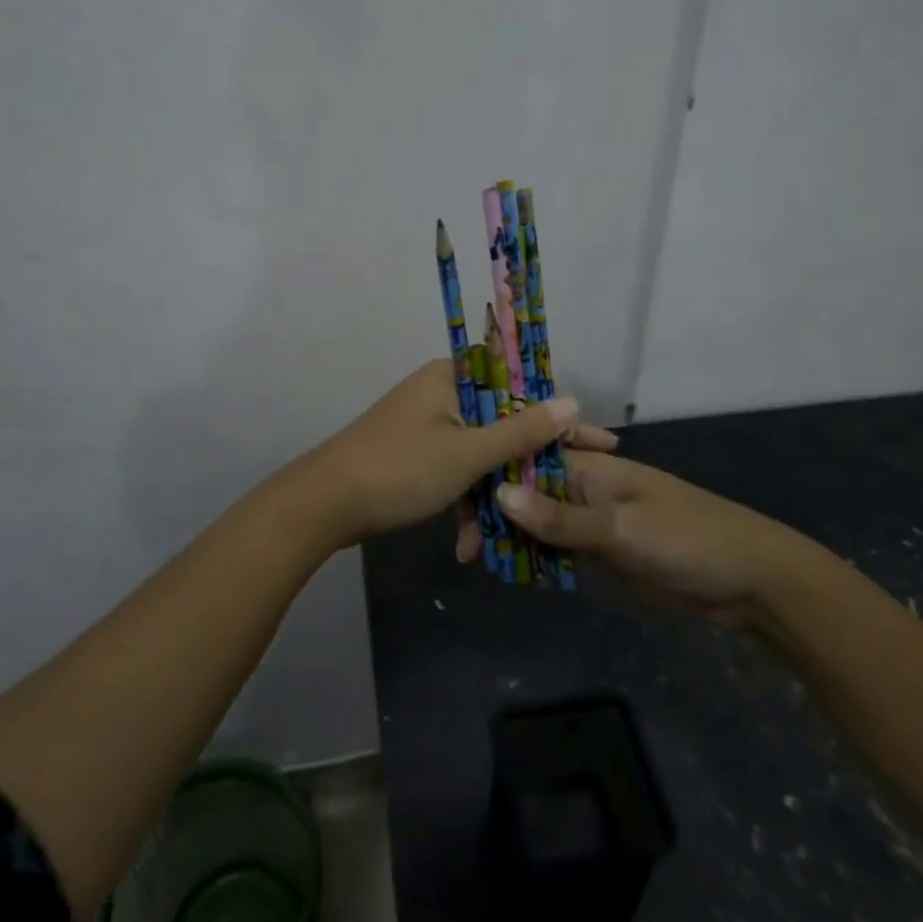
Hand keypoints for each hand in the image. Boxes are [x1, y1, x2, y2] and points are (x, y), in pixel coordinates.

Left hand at [304, 360, 617, 541]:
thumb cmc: (400, 470)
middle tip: (566, 494)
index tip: (600, 445)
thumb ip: (521, 430)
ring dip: (494, 495)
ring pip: (478, 454)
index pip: (521, 389)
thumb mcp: (468, 454)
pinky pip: (454, 471)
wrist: (322, 506)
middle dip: (527, 467)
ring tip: (513, 538)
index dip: (561, 419)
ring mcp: (425, 426)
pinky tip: (470, 543)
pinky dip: (465, 501)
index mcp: (453, 379)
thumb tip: (571, 401)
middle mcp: (441, 393)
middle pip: (502, 424)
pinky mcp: (413, 455)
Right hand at [490, 454, 814, 625]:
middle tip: (463, 550)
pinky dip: (536, 558)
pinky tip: (511, 573)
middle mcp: (584, 487)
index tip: (456, 505)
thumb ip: (560, 517)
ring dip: (510, 537)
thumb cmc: (687, 540)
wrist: (751, 583)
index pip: (525, 459)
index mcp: (589, 467)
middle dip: (493, 513)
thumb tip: (497, 493)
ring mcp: (593, 521)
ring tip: (475, 561)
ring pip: (538, 522)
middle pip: (526, 491)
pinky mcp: (603, 552)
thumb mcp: (620, 528)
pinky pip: (558, 549)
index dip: (489, 475)